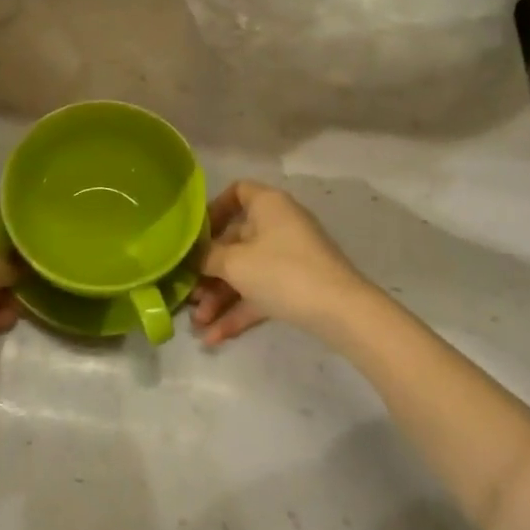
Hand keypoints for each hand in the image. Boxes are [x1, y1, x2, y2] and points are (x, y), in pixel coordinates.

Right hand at [188, 181, 368, 344]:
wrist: (340, 311)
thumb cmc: (282, 272)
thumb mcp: (235, 263)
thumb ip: (208, 257)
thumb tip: (195, 256)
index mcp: (268, 205)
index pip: (237, 192)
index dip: (213, 210)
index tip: (195, 235)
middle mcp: (278, 225)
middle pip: (236, 240)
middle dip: (209, 270)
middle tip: (189, 293)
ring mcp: (289, 256)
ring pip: (246, 271)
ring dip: (221, 296)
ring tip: (199, 323)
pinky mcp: (296, 286)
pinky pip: (261, 292)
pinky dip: (240, 310)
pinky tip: (216, 337)